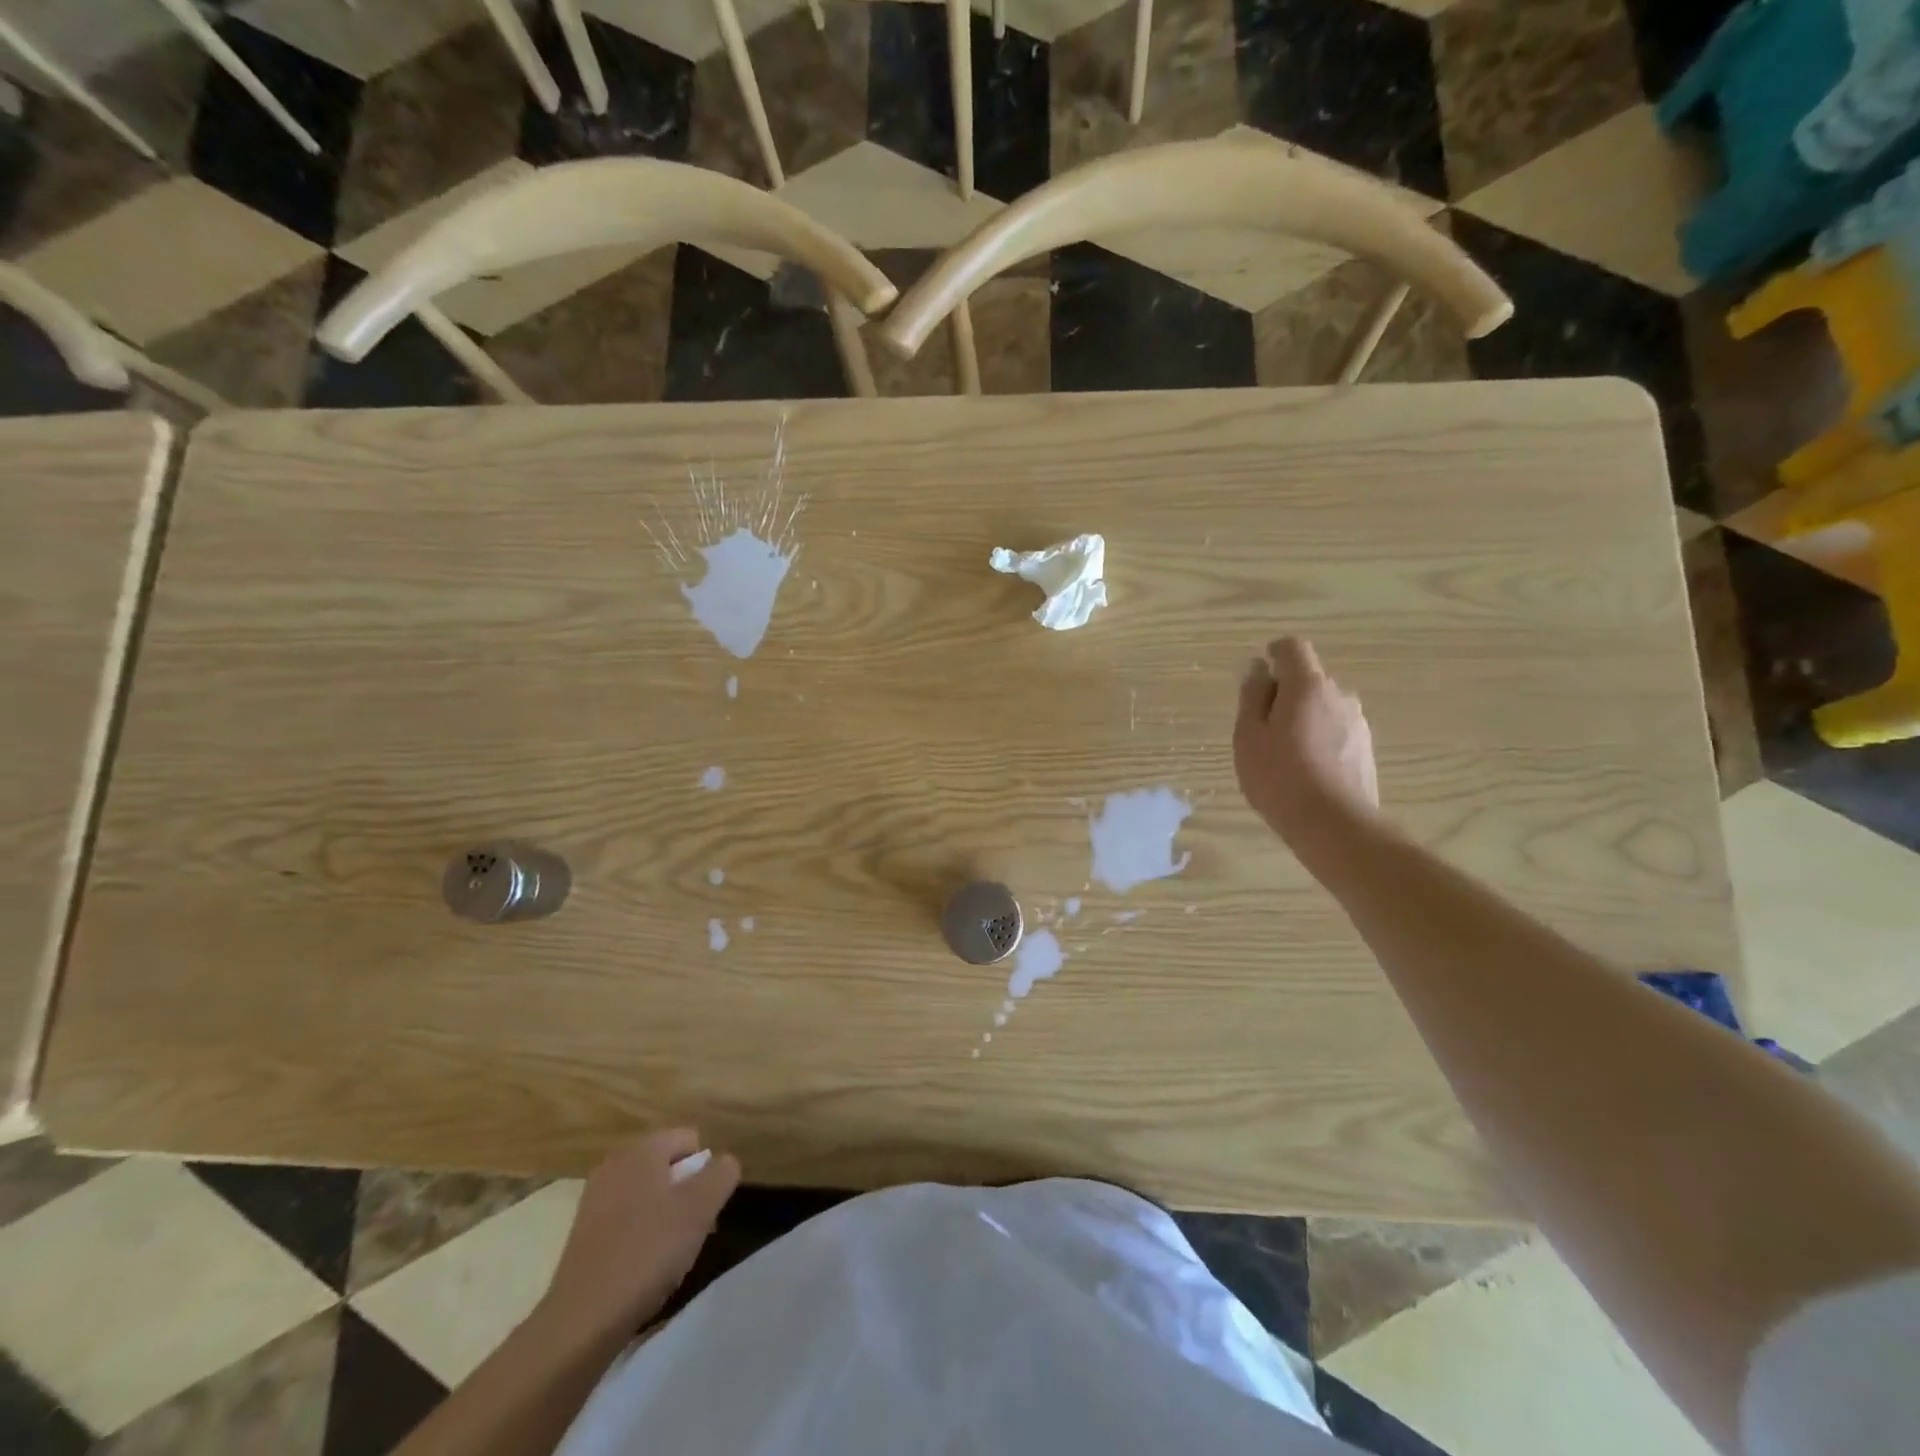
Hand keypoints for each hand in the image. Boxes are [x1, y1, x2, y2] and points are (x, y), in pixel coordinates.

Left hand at [540, 1129, 740, 1338]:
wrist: (583, 1320)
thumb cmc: (648, 1252)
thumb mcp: (701, 1207)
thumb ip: (722, 1174)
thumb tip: (724, 1163)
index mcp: (642, 1148)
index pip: (691, 1139)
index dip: (705, 1171)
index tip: (704, 1208)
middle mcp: (615, 1163)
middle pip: (670, 1166)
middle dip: (687, 1194)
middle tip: (691, 1232)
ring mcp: (596, 1197)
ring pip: (650, 1193)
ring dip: (667, 1215)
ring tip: (669, 1254)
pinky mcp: (585, 1231)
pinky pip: (628, 1217)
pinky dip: (642, 1234)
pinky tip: (644, 1266)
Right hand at [1235, 637, 1379, 845]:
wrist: (1334, 825)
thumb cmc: (1279, 776)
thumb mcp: (1248, 735)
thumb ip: (1252, 696)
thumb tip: (1258, 669)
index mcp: (1307, 685)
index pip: (1293, 648)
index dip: (1274, 654)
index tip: (1258, 676)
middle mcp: (1339, 695)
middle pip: (1308, 679)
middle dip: (1284, 694)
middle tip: (1261, 729)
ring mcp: (1357, 722)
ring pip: (1323, 707)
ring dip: (1303, 718)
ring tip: (1282, 755)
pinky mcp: (1365, 749)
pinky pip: (1335, 730)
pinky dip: (1318, 739)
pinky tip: (1305, 770)